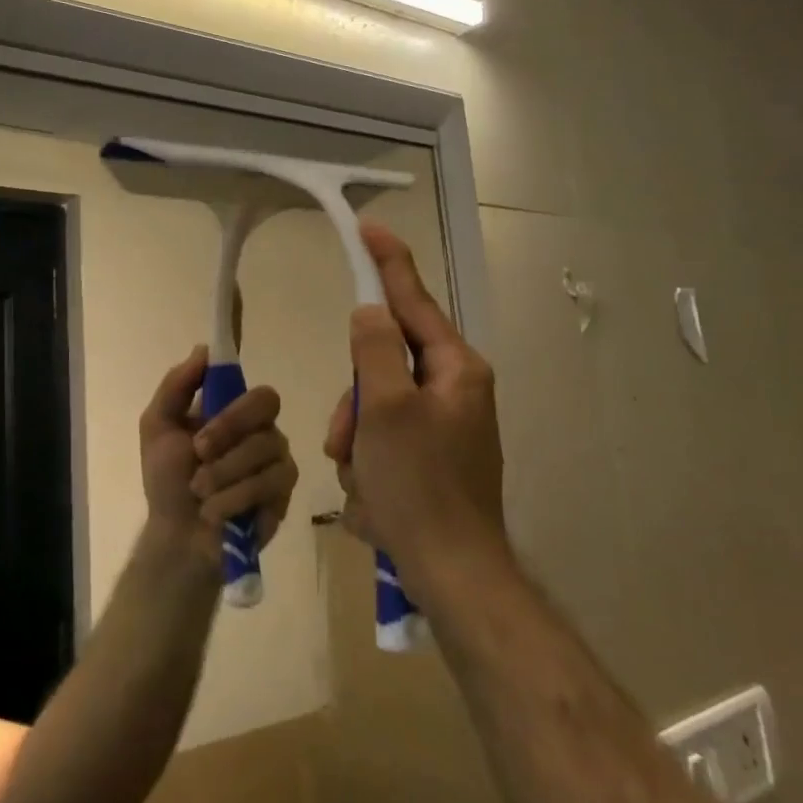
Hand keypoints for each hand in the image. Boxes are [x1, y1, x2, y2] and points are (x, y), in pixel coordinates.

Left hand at [140, 346, 297, 571]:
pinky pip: (269, 484)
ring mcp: (278, 462)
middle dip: (227, 434)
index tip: (201, 428)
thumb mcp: (157, 427)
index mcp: (235, 413)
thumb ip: (176, 386)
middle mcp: (263, 432)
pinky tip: (215, 511)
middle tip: (198, 456)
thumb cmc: (168, 480)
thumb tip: (204, 349)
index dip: (232, 408)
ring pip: (264, 449)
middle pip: (266, 408)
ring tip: (200, 493)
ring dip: (222, 474)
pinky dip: (234, 498)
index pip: (256, 391)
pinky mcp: (283, 495)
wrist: (177, 537)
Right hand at [323, 221, 505, 581]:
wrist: (451, 574)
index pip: (414, 301)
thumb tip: (370, 312)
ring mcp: (444, 427)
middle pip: (384, 364)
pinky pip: (383, 442)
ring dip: (355, 440)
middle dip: (354, 402)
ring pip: (374, 407)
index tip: (368, 228)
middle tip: (345, 437)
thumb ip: (374, 350)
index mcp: (456, 369)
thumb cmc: (420, 485)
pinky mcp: (431, 460)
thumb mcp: (385, 409)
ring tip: (362, 479)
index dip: (387, 264)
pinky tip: (373, 498)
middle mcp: (455, 390)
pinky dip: (368, 464)